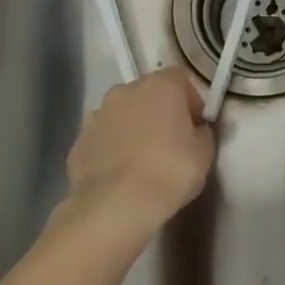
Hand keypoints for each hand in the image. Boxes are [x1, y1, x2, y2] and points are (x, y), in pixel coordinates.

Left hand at [63, 66, 214, 239]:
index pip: (180, 77)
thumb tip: (196, 129)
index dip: (191, 98)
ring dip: (133, 125)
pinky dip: (112, 147)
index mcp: (161, 86)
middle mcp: (126, 91)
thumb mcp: (204, 154)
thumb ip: (202, 133)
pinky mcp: (79, 141)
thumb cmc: (169, 172)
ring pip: (122, 112)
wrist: (115, 206)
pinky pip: (103, 137)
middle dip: (159, 109)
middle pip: (148, 91)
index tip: (195, 123)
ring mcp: (98, 114)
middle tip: (170, 139)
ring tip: (142, 158)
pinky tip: (120, 173)